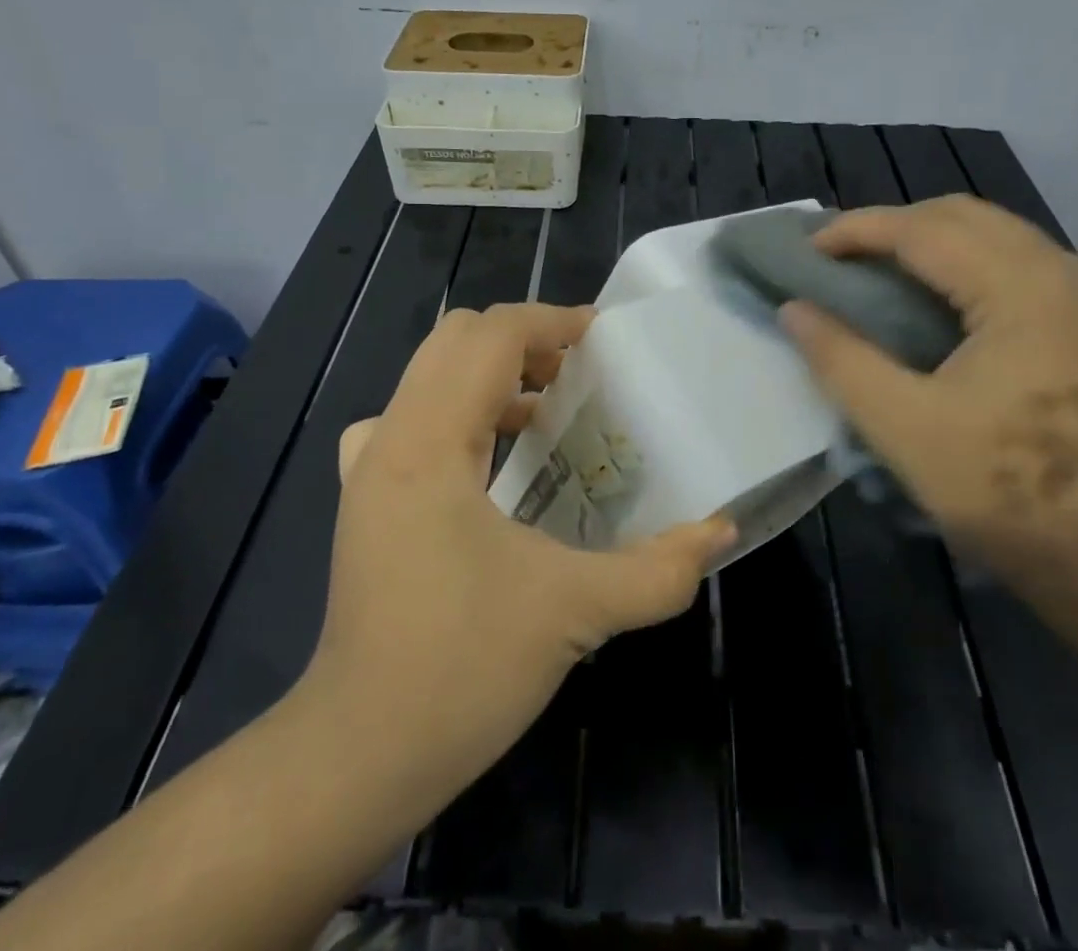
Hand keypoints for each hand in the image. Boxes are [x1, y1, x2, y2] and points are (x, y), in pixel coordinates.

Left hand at [289, 302, 733, 821]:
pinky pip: (409, 419)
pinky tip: (493, 461)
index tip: (603, 339)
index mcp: (429, 441)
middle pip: (455, 339)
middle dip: (523, 340)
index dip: (551, 321)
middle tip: (579, 372)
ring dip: (492, 374)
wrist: (357, 755)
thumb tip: (720, 531)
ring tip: (550, 410)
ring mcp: (368, 468)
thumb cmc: (461, 669)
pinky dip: (459, 412)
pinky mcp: (364, 498)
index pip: (489, 335)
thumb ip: (658, 570)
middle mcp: (390, 437)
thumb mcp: (574, 612)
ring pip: (430, 376)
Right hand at [779, 195, 1077, 567]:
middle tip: (836, 259)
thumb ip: (840, 359)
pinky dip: (959, 256)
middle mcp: (1058, 268)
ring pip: (987, 229)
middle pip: (958, 214)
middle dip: (889, 226)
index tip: (806, 249)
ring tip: (873, 268)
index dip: (856, 231)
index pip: (922, 229)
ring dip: (924, 237)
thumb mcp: (903, 427)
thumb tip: (792, 308)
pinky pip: (1011, 254)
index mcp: (1019, 288)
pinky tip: (931, 290)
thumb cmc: (1005, 490)